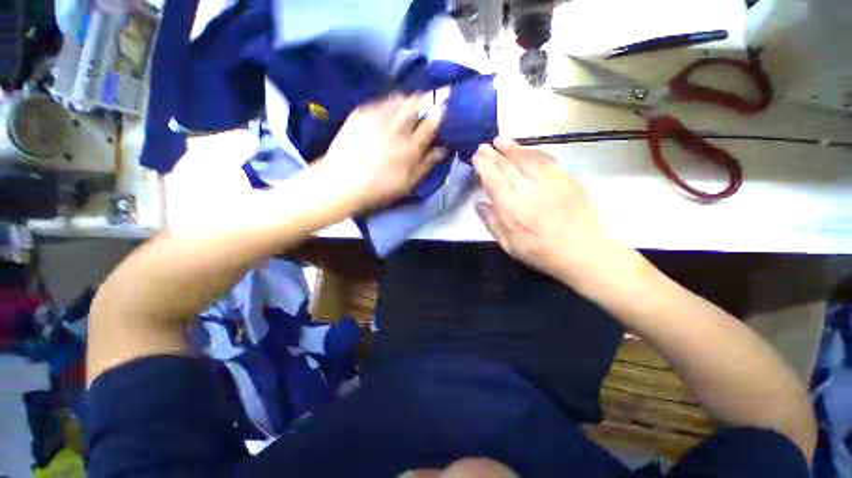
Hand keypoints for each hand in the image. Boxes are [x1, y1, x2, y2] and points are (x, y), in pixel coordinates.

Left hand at [318, 94, 445, 211]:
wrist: (342, 183)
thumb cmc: (379, 189)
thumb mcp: (408, 183)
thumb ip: (427, 165)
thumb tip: (443, 149)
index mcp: (411, 148)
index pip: (431, 124)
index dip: (440, 112)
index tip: (444, 106)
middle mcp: (397, 129)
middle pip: (417, 105)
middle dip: (427, 98)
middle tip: (431, 97)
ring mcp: (378, 118)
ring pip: (400, 99)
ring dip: (410, 98)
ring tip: (413, 100)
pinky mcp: (361, 114)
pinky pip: (381, 100)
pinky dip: (391, 101)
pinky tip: (392, 106)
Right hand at [472, 138, 625, 288]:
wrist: (582, 252)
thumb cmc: (541, 253)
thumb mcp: (510, 246)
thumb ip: (493, 224)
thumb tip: (479, 204)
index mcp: (513, 212)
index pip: (494, 183)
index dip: (484, 168)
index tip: (477, 158)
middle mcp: (529, 194)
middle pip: (508, 168)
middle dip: (493, 155)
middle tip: (483, 146)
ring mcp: (550, 185)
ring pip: (527, 160)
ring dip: (512, 149)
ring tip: (500, 141)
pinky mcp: (567, 180)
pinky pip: (548, 161)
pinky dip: (534, 153)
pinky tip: (526, 149)